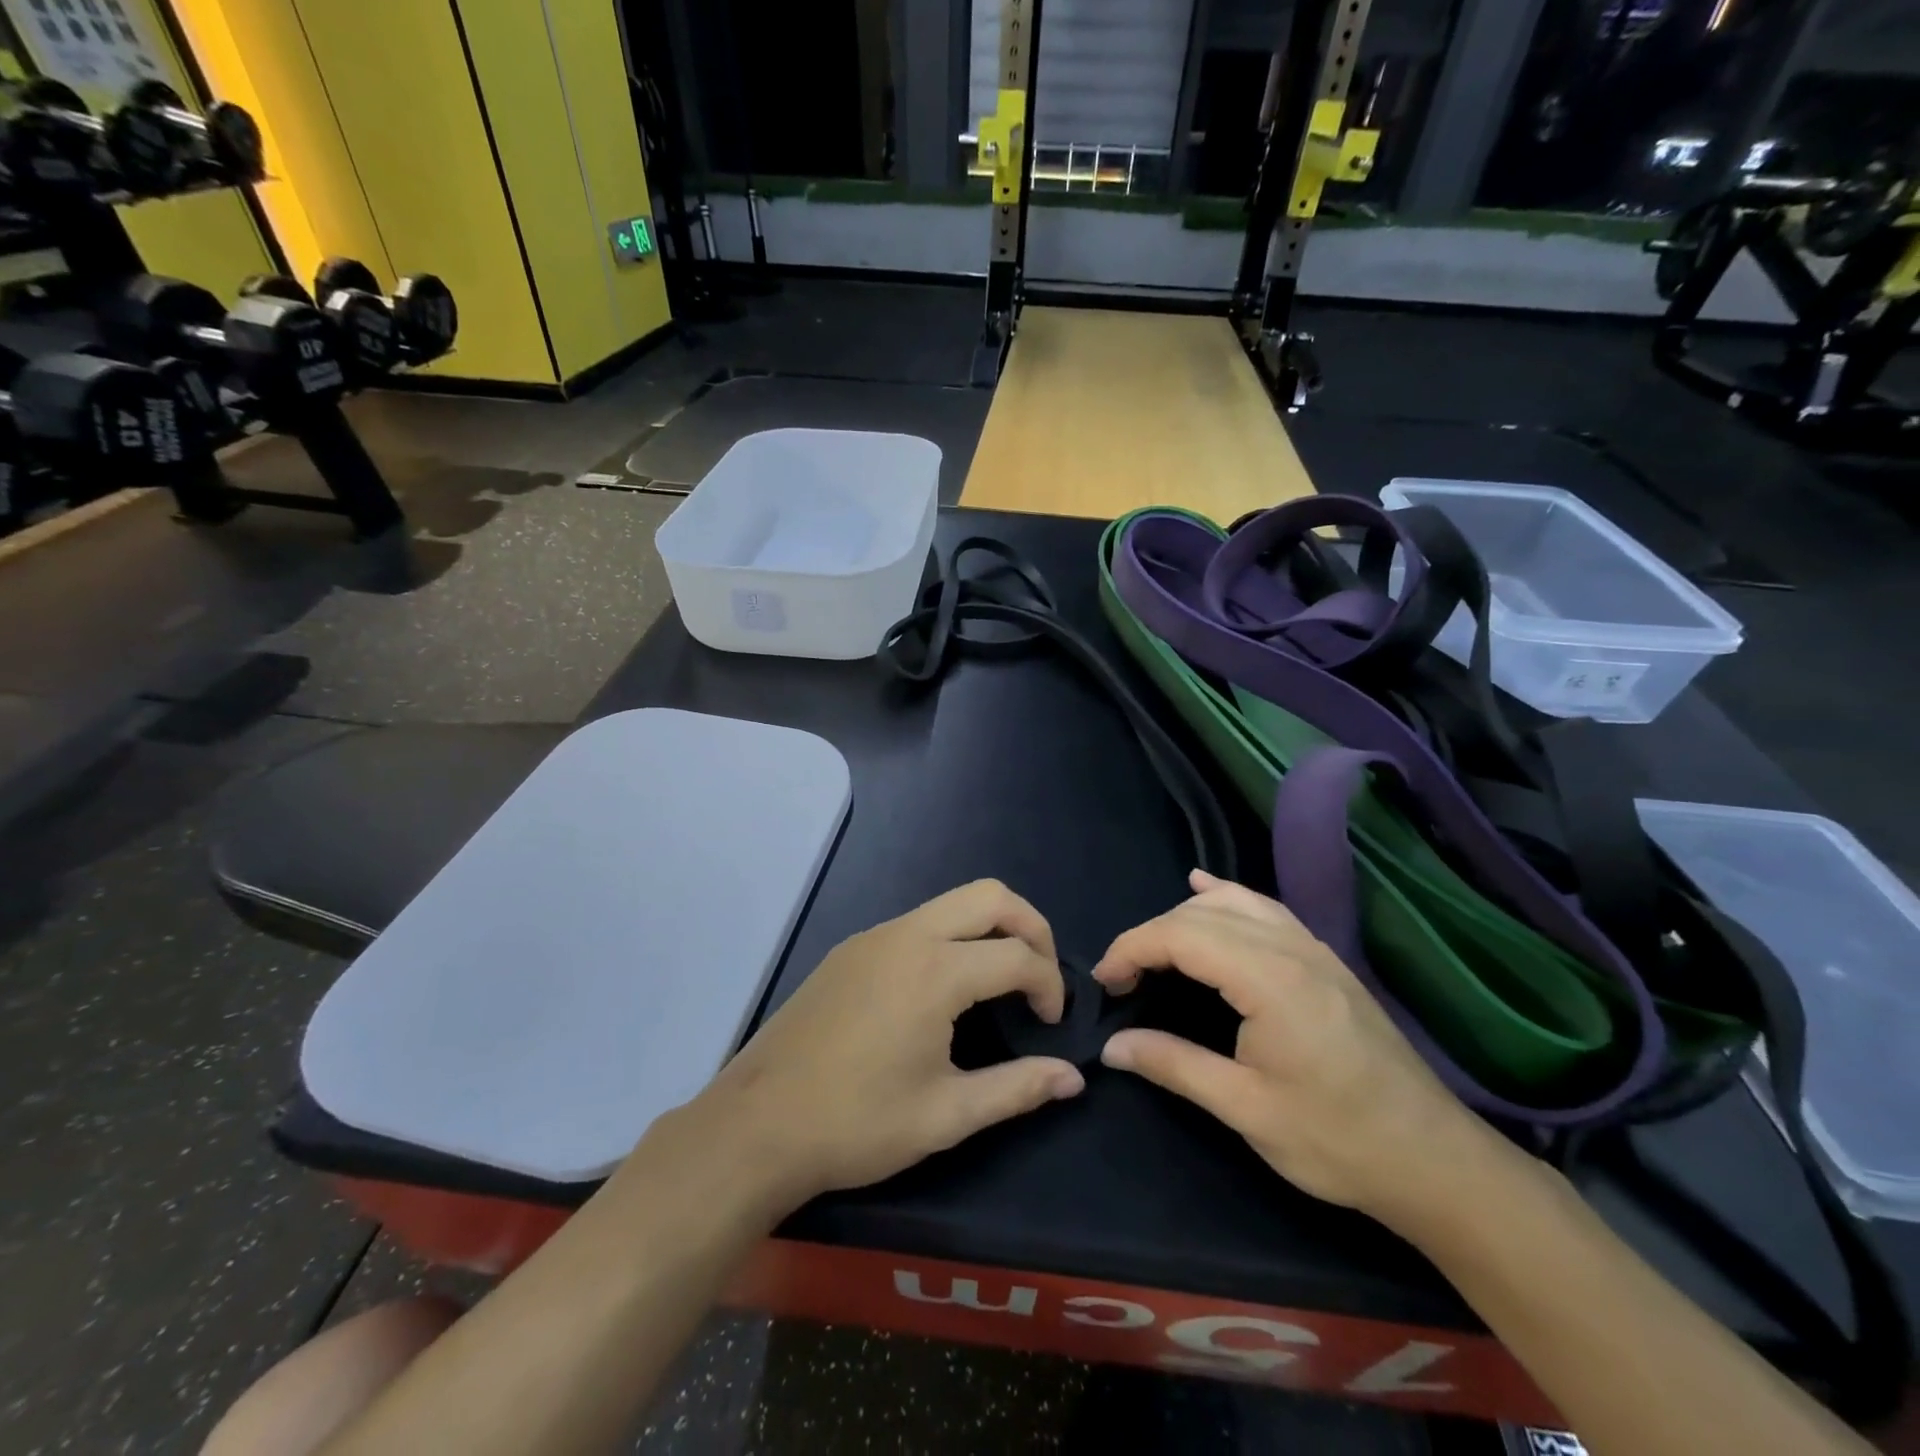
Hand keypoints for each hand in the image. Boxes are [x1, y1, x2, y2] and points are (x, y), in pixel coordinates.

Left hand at [690, 880, 1085, 1208]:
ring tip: (1000, 982)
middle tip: (1039, 978)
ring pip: (951, 902)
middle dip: (1031, 927)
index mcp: (934, 971)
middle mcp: (906, 935)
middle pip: (990, 895)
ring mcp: (873, 937)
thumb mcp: (946, 1115)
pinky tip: (942, 991)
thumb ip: (1017, 1088)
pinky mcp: (850, 949)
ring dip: (989, 928)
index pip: (1019, 955)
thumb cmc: (856, 1124)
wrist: (757, 1125)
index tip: (1051, 1026)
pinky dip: (951, 938)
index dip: (1050, 985)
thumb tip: (1074, 1077)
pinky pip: (917, 922)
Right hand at [1094, 871, 1490, 1222]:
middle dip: (1150, 936)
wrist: (1432, 1159)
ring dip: (1183, 917)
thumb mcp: (1246, 1109)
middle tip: (1122, 980)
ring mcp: (1311, 948)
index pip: (1179, 936)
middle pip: (1199, 915)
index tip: (1105, 983)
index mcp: (1268, 978)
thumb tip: (1111, 1046)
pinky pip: (1264, 907)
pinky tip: (1204, 888)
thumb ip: (1174, 1065)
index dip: (1131, 949)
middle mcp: (1289, 947)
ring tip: (1153, 949)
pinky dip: (1225, 896)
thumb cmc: (1336, 1139)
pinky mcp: (1324, 958)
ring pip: (1231, 903)